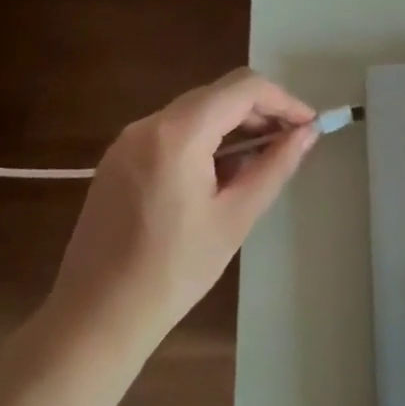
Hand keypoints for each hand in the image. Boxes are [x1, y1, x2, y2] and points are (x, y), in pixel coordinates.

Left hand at [46, 68, 318, 350]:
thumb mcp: (236, 217)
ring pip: (195, 111)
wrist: (96, 317)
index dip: (283, 100)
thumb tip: (307, 133)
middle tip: (291, 144)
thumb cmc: (174, 271)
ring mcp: (127, 140)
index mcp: (178, 134)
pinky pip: (172, 132)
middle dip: (260, 112)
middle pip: (218, 94)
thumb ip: (275, 166)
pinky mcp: (118, 159)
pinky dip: (204, 140)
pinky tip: (219, 177)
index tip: (308, 126)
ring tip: (259, 165)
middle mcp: (148, 124)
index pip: (243, 88)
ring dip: (233, 126)